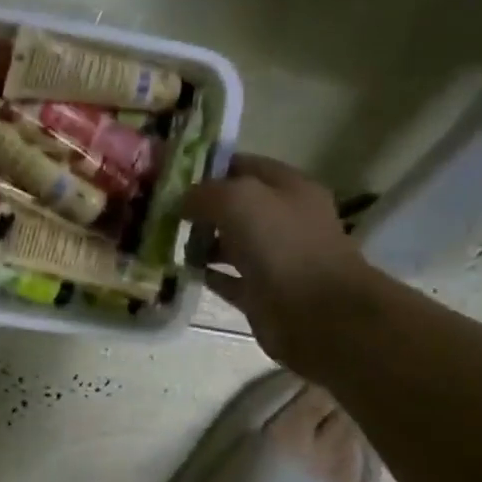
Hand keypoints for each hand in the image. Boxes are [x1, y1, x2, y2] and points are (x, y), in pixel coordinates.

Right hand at [183, 155, 371, 374]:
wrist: (316, 314)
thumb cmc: (282, 246)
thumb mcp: (239, 201)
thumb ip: (207, 193)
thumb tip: (183, 201)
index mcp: (289, 188)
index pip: (245, 166)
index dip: (210, 169)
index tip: (173, 178)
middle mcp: (284, 220)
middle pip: (236, 207)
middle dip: (202, 209)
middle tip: (165, 215)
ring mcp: (275, 259)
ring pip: (232, 244)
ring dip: (203, 243)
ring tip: (169, 245)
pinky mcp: (263, 294)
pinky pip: (230, 279)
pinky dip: (210, 275)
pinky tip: (185, 273)